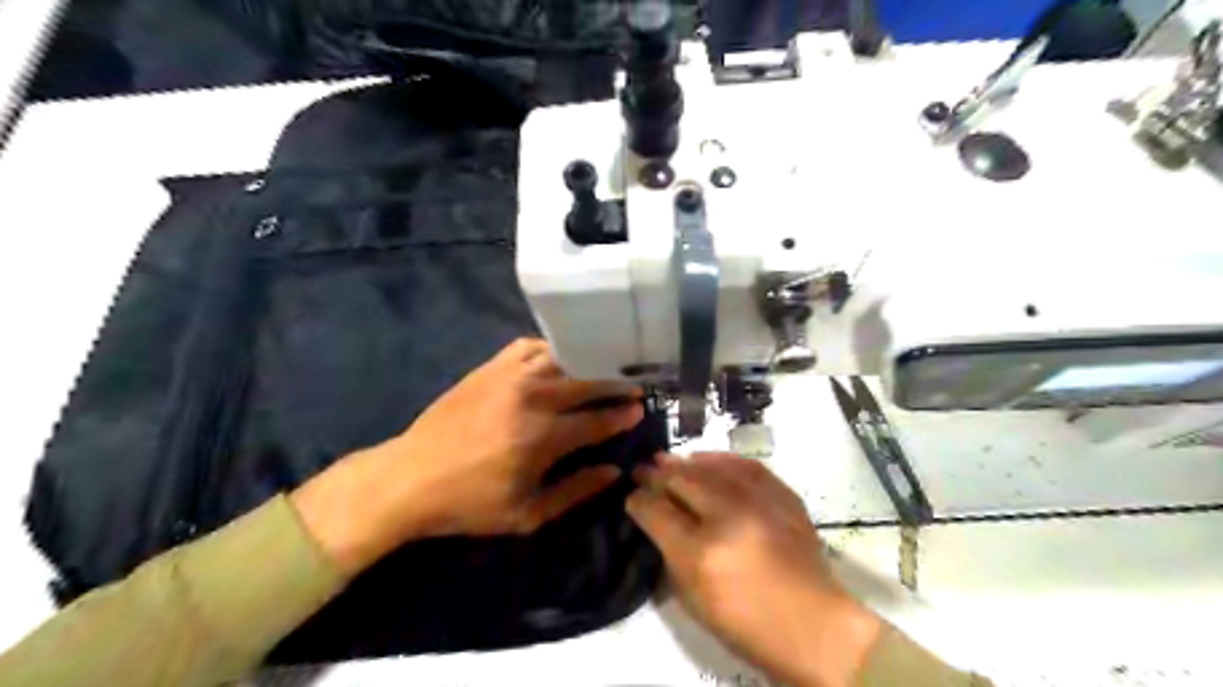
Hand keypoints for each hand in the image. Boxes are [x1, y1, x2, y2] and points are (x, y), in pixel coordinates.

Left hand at [292, 340, 643, 575]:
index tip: (640, 409)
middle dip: (615, 383)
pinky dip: (551, 348)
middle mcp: (531, 397)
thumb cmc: (471, 503)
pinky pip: (529, 346)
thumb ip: (576, 491)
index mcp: (542, 437)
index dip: (622, 415)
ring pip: (562, 357)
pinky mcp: (489, 367)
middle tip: (634, 383)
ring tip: (604, 366)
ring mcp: (509, 376)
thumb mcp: (527, 514)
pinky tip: (560, 357)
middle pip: (587, 381)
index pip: (597, 420)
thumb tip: (614, 470)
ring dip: (588, 361)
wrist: (410, 477)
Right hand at [630, 453, 878, 683]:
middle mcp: (728, 517)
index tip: (631, 496)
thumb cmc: (746, 622)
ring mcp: (759, 502)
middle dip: (656, 474)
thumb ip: (671, 554)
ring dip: (685, 462)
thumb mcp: (694, 599)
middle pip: (681, 481)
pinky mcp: (783, 496)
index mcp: (701, 552)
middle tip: (642, 468)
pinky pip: (746, 466)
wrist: (813, 623)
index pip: (656, 512)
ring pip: (712, 467)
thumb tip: (658, 520)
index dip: (638, 501)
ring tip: (669, 459)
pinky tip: (709, 459)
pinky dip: (722, 459)